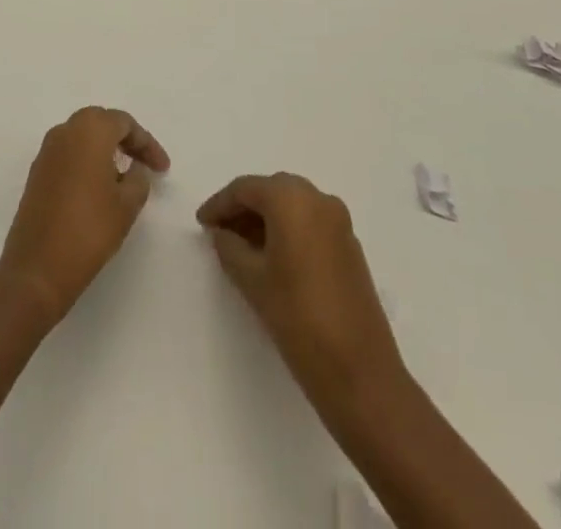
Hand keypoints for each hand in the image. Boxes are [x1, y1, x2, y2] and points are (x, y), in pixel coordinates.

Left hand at [0, 107, 169, 324]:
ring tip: (125, 178)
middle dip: (126, 141)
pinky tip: (99, 188)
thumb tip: (134, 169)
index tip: (164, 169)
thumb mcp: (127, 205)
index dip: (147, 144)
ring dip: (105, 150)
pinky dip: (87, 162)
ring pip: (83, 137)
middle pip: (101, 123)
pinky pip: (69, 154)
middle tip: (145, 165)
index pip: (124, 123)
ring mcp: (47, 151)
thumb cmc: (89, 230)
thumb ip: (138, 179)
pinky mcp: (37, 172)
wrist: (37, 268)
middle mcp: (65, 131)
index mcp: (89, 130)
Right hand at [196, 172, 401, 410]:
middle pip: (271, 191)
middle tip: (219, 232)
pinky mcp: (350, 246)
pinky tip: (272, 257)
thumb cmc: (298, 317)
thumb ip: (229, 247)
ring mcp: (339, 222)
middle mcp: (318, 199)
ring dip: (266, 219)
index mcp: (291, 198)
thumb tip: (222, 233)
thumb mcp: (252, 279)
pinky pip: (310, 223)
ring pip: (292, 206)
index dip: (219, 204)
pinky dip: (288, 230)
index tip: (201, 223)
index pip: (245, 188)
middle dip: (243, 208)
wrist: (359, 372)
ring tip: (241, 246)